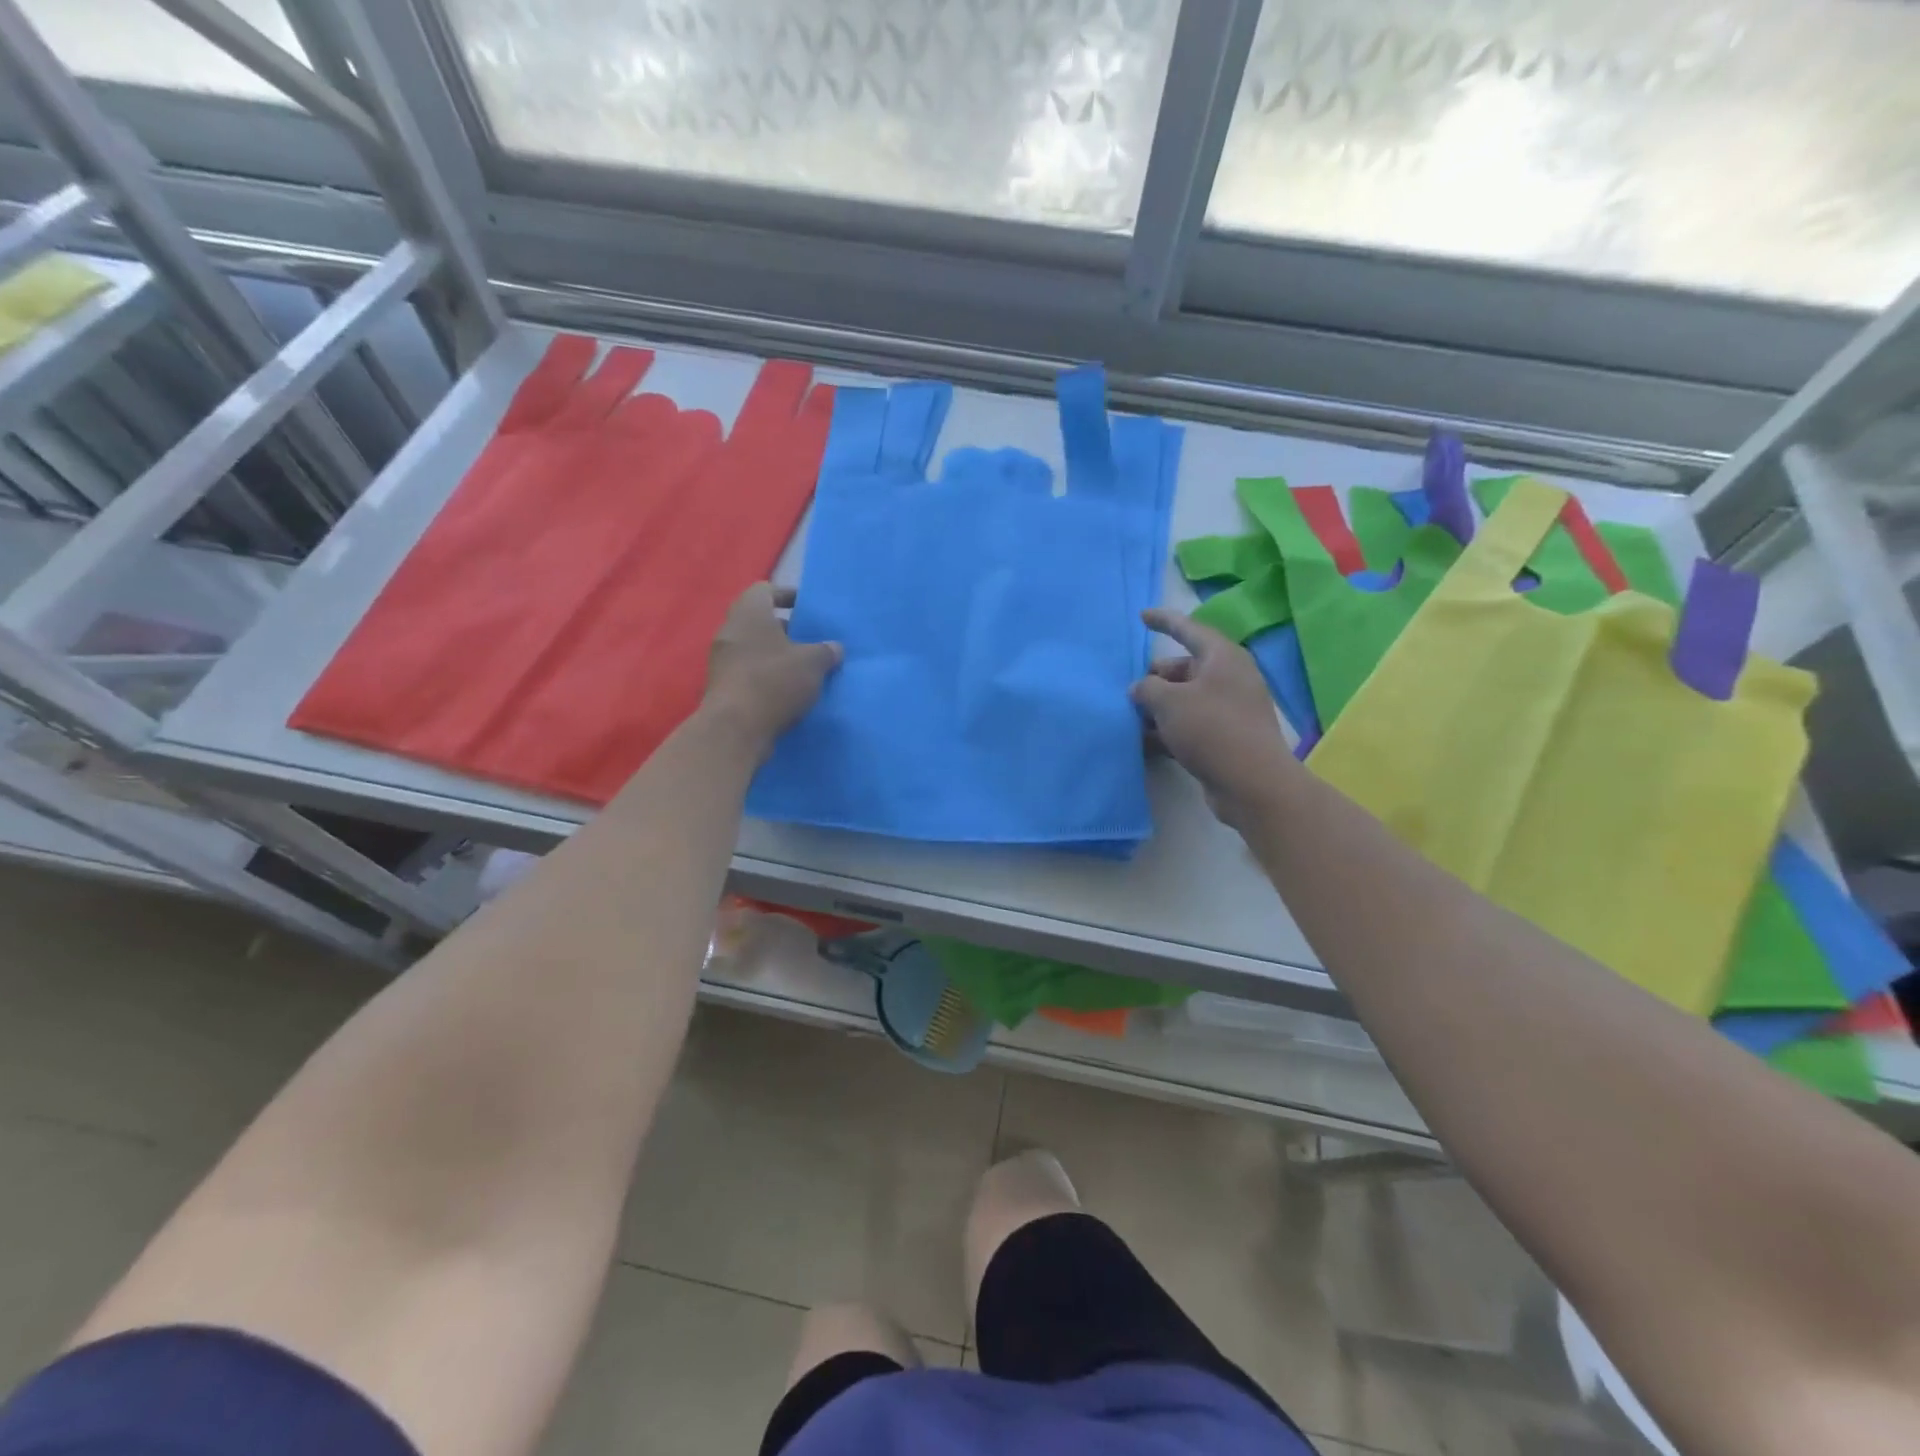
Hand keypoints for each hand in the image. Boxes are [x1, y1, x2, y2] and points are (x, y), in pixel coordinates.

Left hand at [703, 583, 841, 755]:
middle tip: (810, 641)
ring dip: (776, 656)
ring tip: (803, 669)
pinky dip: (767, 677)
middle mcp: (730, 631)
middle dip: (785, 629)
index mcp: (749, 613)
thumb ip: (826, 651)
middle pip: (759, 620)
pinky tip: (787, 692)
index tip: (807, 608)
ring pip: (754, 648)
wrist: (735, 729)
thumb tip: (834, 648)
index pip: (765, 589)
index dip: (787, 594)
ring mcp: (722, 660)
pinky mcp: (722, 687)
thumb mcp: (813, 663)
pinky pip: (748, 672)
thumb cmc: (774, 682)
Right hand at [1131, 608, 1296, 824]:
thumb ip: (1146, 688)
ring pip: (1185, 699)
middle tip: (1130, 692)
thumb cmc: (1211, 729)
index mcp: (1223, 657)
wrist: (1252, 783)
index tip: (1142, 616)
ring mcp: (1229, 709)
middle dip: (1155, 678)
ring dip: (1158, 707)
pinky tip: (1145, 742)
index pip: (1189, 629)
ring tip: (1131, 718)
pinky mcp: (1225, 737)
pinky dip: (1169, 729)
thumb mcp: (1169, 702)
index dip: (1164, 621)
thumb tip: (1139, 689)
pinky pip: (1190, 724)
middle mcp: (1229, 678)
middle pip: (1184, 668)